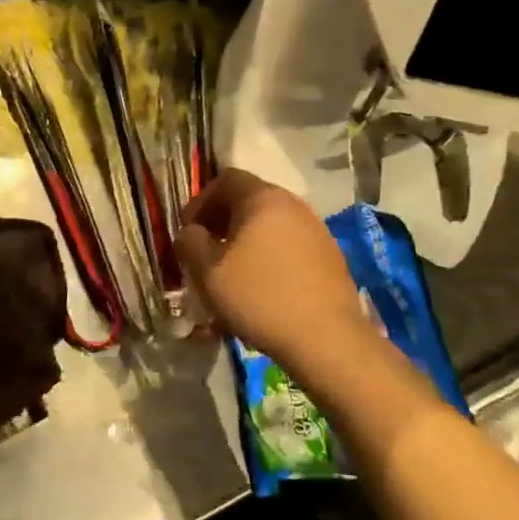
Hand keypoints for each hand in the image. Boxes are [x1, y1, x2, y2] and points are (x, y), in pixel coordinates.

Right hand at [176, 170, 367, 392]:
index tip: (189, 232)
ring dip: (245, 240)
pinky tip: (263, 287)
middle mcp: (293, 204)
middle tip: (206, 252)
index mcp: (263, 198)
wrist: (328, 340)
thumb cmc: (260, 298)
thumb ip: (189, 243)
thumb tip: (190, 233)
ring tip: (232, 272)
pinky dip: (269, 255)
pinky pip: (289, 244)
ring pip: (270, 224)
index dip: (200, 201)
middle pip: (249, 199)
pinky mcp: (329, 256)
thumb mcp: (208, 272)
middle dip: (222, 221)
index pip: (225, 179)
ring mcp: (316, 230)